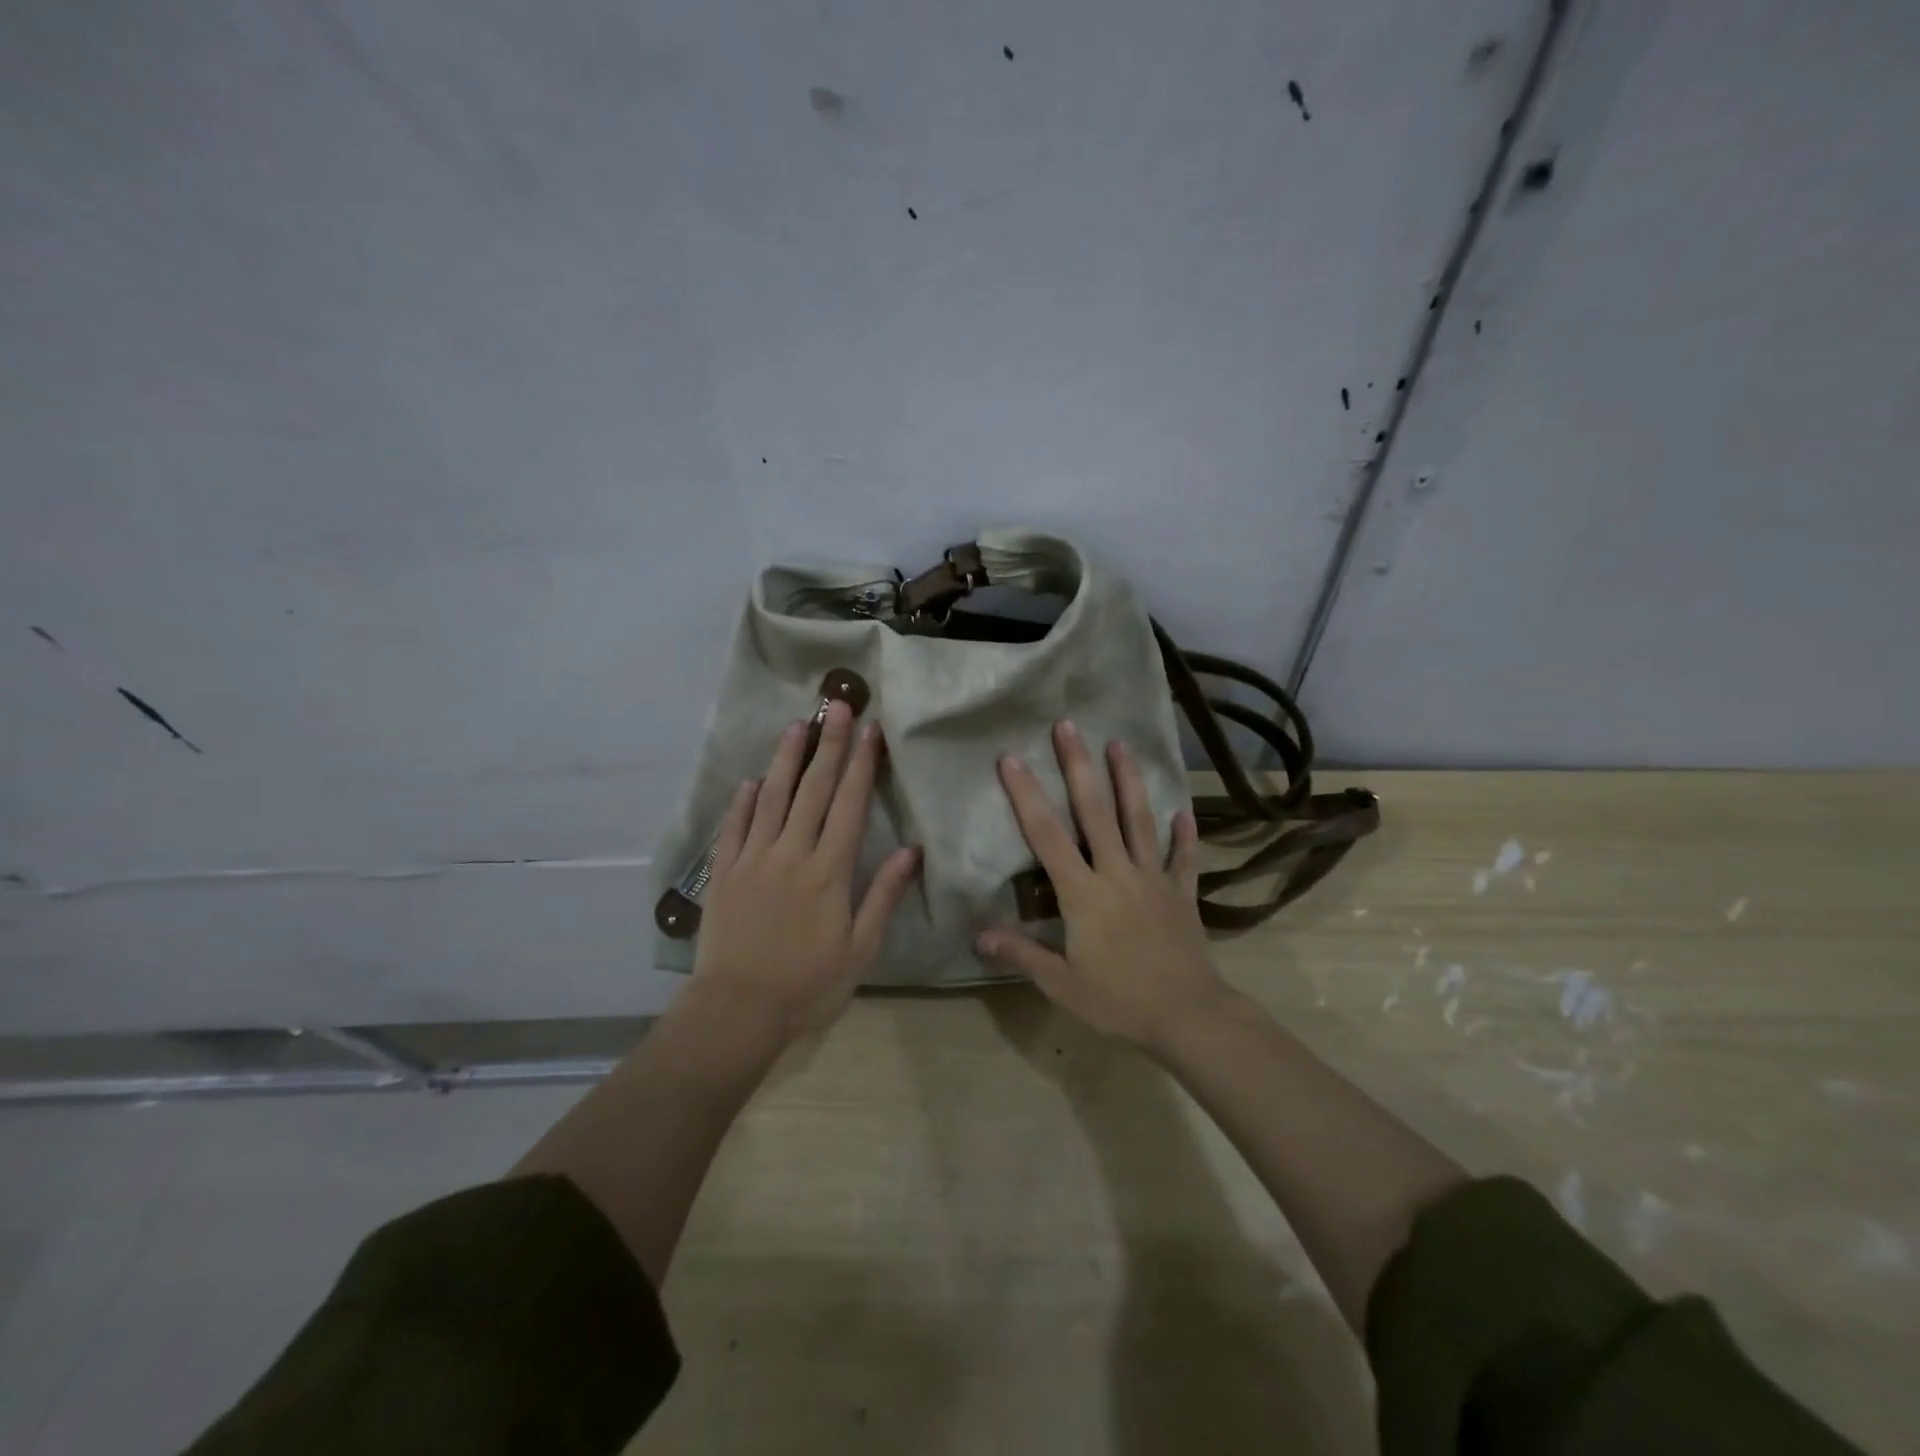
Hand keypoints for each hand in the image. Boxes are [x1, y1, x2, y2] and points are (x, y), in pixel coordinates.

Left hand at [691, 701, 920, 1040]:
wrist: (737, 1012)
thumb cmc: (808, 985)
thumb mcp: (860, 950)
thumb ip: (883, 896)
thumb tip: (911, 851)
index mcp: (828, 871)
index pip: (849, 805)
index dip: (862, 764)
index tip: (871, 730)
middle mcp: (791, 853)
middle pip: (813, 789)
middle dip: (829, 744)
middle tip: (836, 705)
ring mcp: (752, 859)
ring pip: (771, 797)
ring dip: (786, 759)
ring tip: (798, 725)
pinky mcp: (723, 873)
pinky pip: (734, 827)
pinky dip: (743, 801)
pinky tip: (751, 780)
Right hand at [977, 720, 1225, 1049]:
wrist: (1189, 1016)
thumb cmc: (1119, 1001)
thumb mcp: (1062, 984)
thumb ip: (1022, 954)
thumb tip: (979, 935)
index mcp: (1083, 893)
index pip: (1047, 836)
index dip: (1027, 796)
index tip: (1013, 760)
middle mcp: (1117, 873)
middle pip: (1095, 812)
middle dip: (1079, 766)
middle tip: (1069, 726)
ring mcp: (1153, 879)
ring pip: (1139, 820)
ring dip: (1129, 780)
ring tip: (1121, 744)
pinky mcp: (1181, 893)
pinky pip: (1183, 858)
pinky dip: (1184, 835)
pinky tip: (1185, 811)